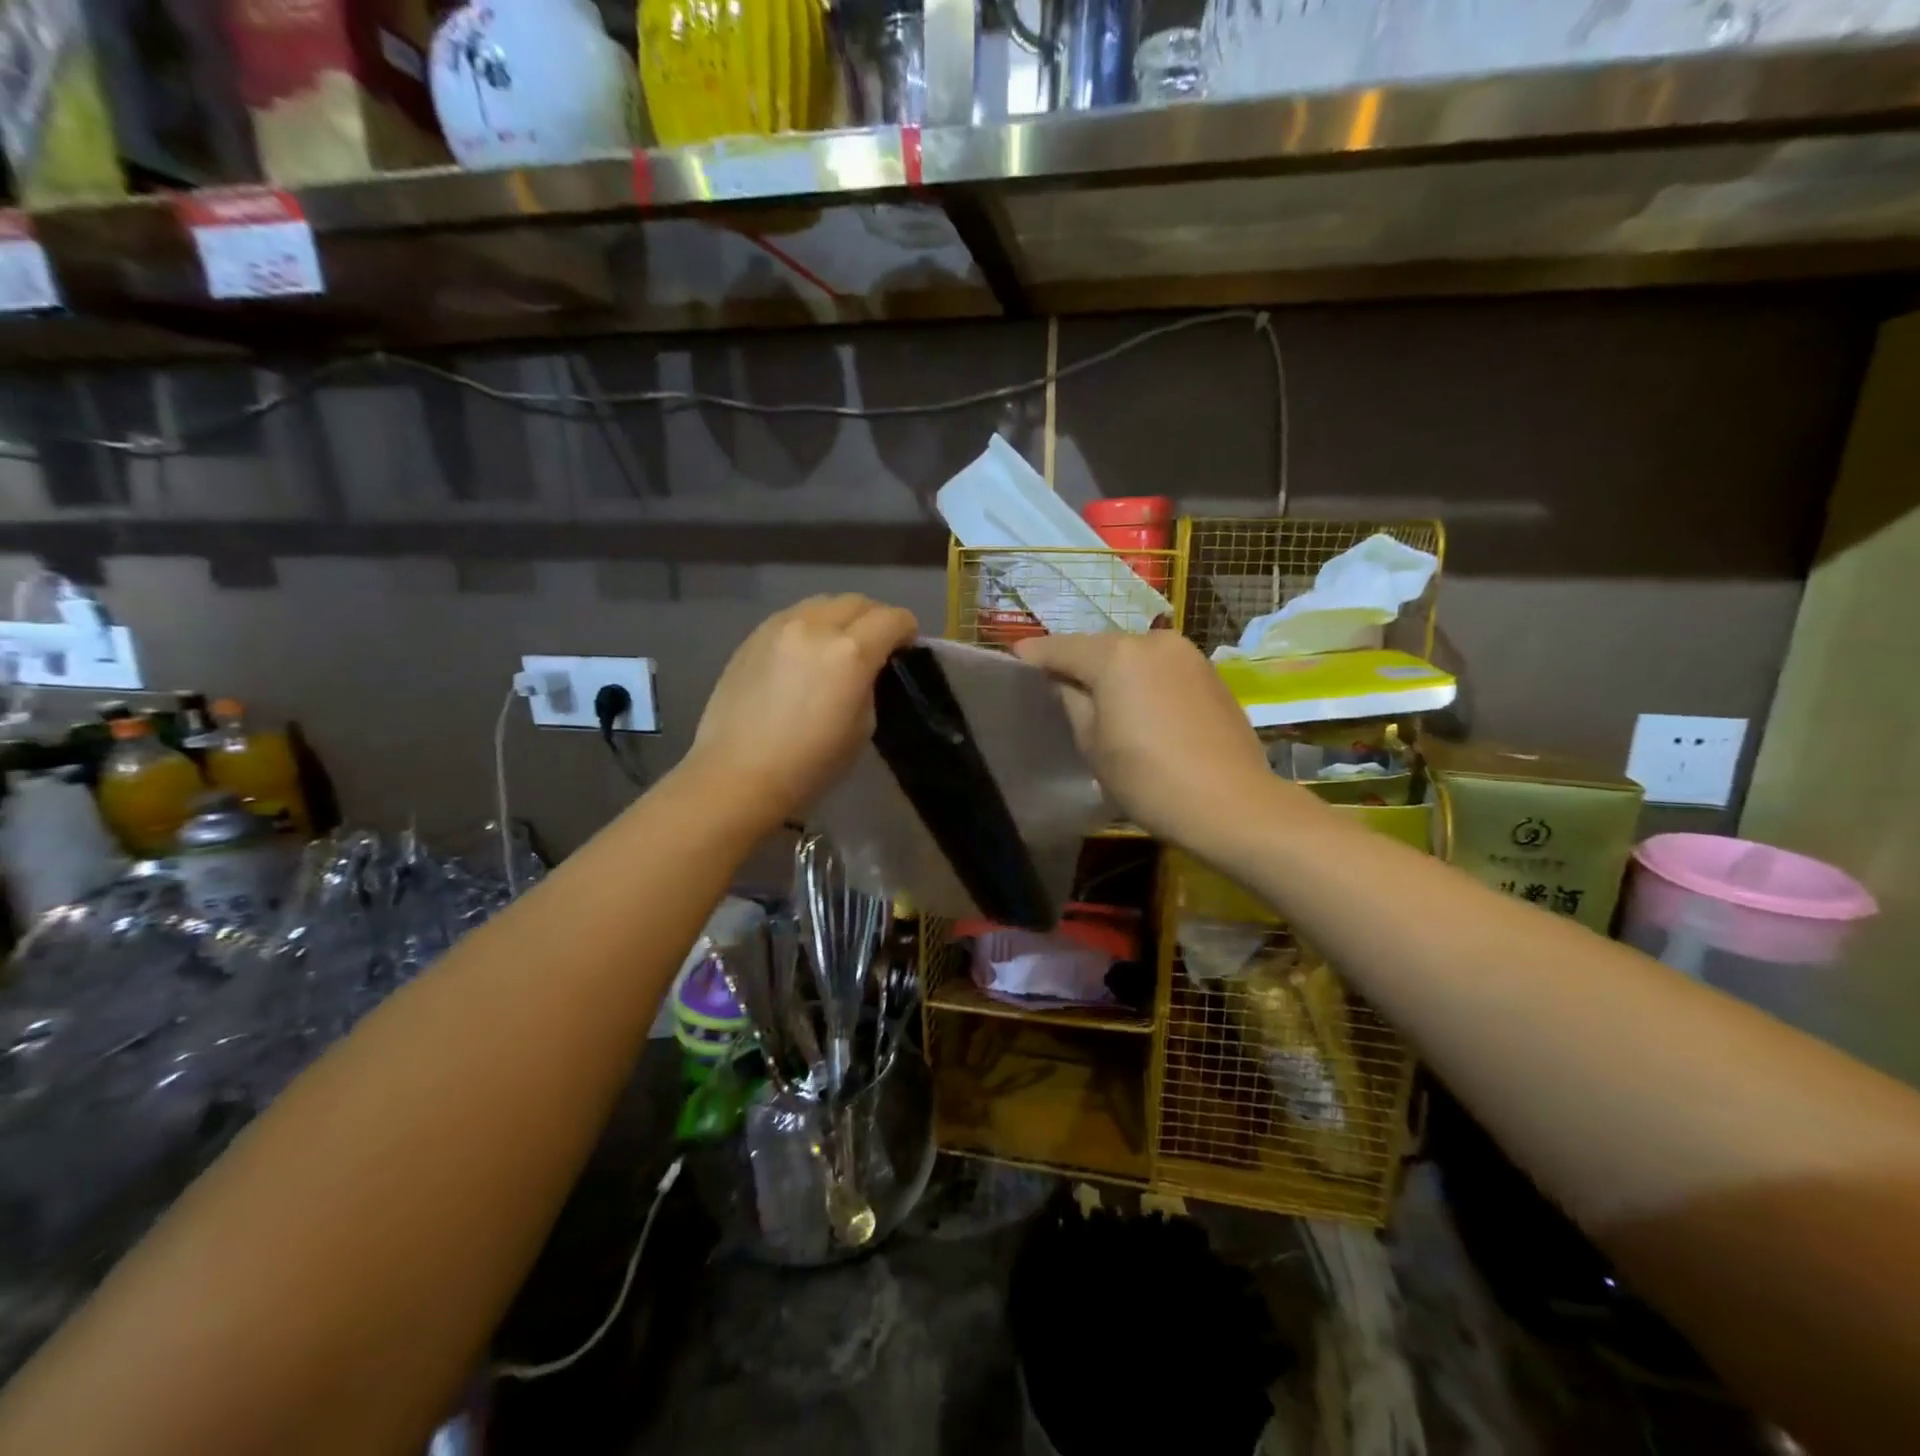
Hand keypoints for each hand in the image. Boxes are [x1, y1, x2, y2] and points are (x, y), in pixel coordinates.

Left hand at [685, 595, 917, 827]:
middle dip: (875, 617)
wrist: (738, 776)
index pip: (892, 618)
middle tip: (877, 644)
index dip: (907, 630)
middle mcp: (815, 627)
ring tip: (839, 645)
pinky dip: (809, 626)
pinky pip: (792, 617)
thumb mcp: (863, 727)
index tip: (907, 647)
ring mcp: (778, 627)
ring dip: (840, 617)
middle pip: (857, 601)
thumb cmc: (810, 764)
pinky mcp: (752, 638)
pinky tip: (804, 655)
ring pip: (822, 603)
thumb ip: (870, 684)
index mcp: (851, 652)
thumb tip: (867, 669)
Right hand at [1012, 629, 1295, 848]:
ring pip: (1133, 656)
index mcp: (1116, 655)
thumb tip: (1064, 681)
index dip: (1033, 656)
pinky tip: (1138, 707)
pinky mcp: (1210, 674)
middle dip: (1076, 663)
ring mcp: (1187, 654)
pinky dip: (1142, 680)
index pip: (1060, 647)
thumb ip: (1071, 701)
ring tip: (1097, 699)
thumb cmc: (1149, 778)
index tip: (1012, 661)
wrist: (1232, 804)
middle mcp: (1152, 640)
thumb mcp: (1092, 743)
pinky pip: (1161, 669)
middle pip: (1099, 647)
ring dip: (1112, 672)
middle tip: (1054, 686)